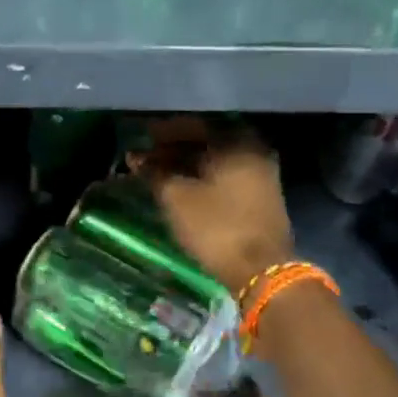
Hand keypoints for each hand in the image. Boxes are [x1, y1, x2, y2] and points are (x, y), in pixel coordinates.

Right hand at [139, 130, 295, 292]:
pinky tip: (181, 187)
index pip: (194, 125)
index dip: (163, 132)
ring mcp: (260, 175)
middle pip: (207, 142)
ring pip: (215, 161)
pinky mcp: (260, 197)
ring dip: (186, 164)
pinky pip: (225, 176)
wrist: (261, 270)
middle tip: (145, 156)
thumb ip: (155, 173)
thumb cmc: (216, 227)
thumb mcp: (177, 198)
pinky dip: (201, 177)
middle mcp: (253, 151)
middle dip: (173, 148)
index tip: (140, 137)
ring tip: (157, 173)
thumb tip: (136, 157)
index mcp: (236, 143)